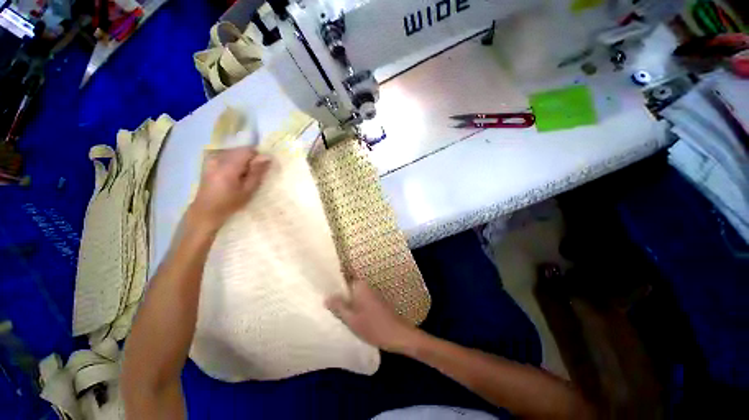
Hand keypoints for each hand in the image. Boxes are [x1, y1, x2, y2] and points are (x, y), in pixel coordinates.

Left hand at [190, 147, 270, 229]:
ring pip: (234, 152)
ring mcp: (212, 159)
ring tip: (242, 176)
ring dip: (241, 161)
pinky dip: (233, 162)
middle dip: (249, 159)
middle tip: (251, 175)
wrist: (206, 210)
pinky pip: (226, 155)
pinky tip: (232, 174)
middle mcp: (218, 159)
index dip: (257, 157)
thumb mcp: (248, 190)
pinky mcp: (209, 162)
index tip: (260, 169)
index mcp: (228, 167)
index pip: (247, 150)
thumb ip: (257, 172)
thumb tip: (267, 157)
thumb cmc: (230, 203)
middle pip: (240, 150)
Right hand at [326, 279, 418, 353]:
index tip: (321, 291)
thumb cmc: (373, 327)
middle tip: (325, 306)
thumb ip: (338, 306)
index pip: (343, 279)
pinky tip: (347, 316)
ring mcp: (371, 293)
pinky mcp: (374, 302)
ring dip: (346, 302)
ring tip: (333, 311)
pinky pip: (360, 300)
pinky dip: (354, 306)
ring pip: (353, 295)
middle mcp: (365, 286)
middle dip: (338, 296)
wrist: (398, 335)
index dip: (332, 285)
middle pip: (347, 288)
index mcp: (360, 286)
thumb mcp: (351, 319)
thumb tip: (326, 297)